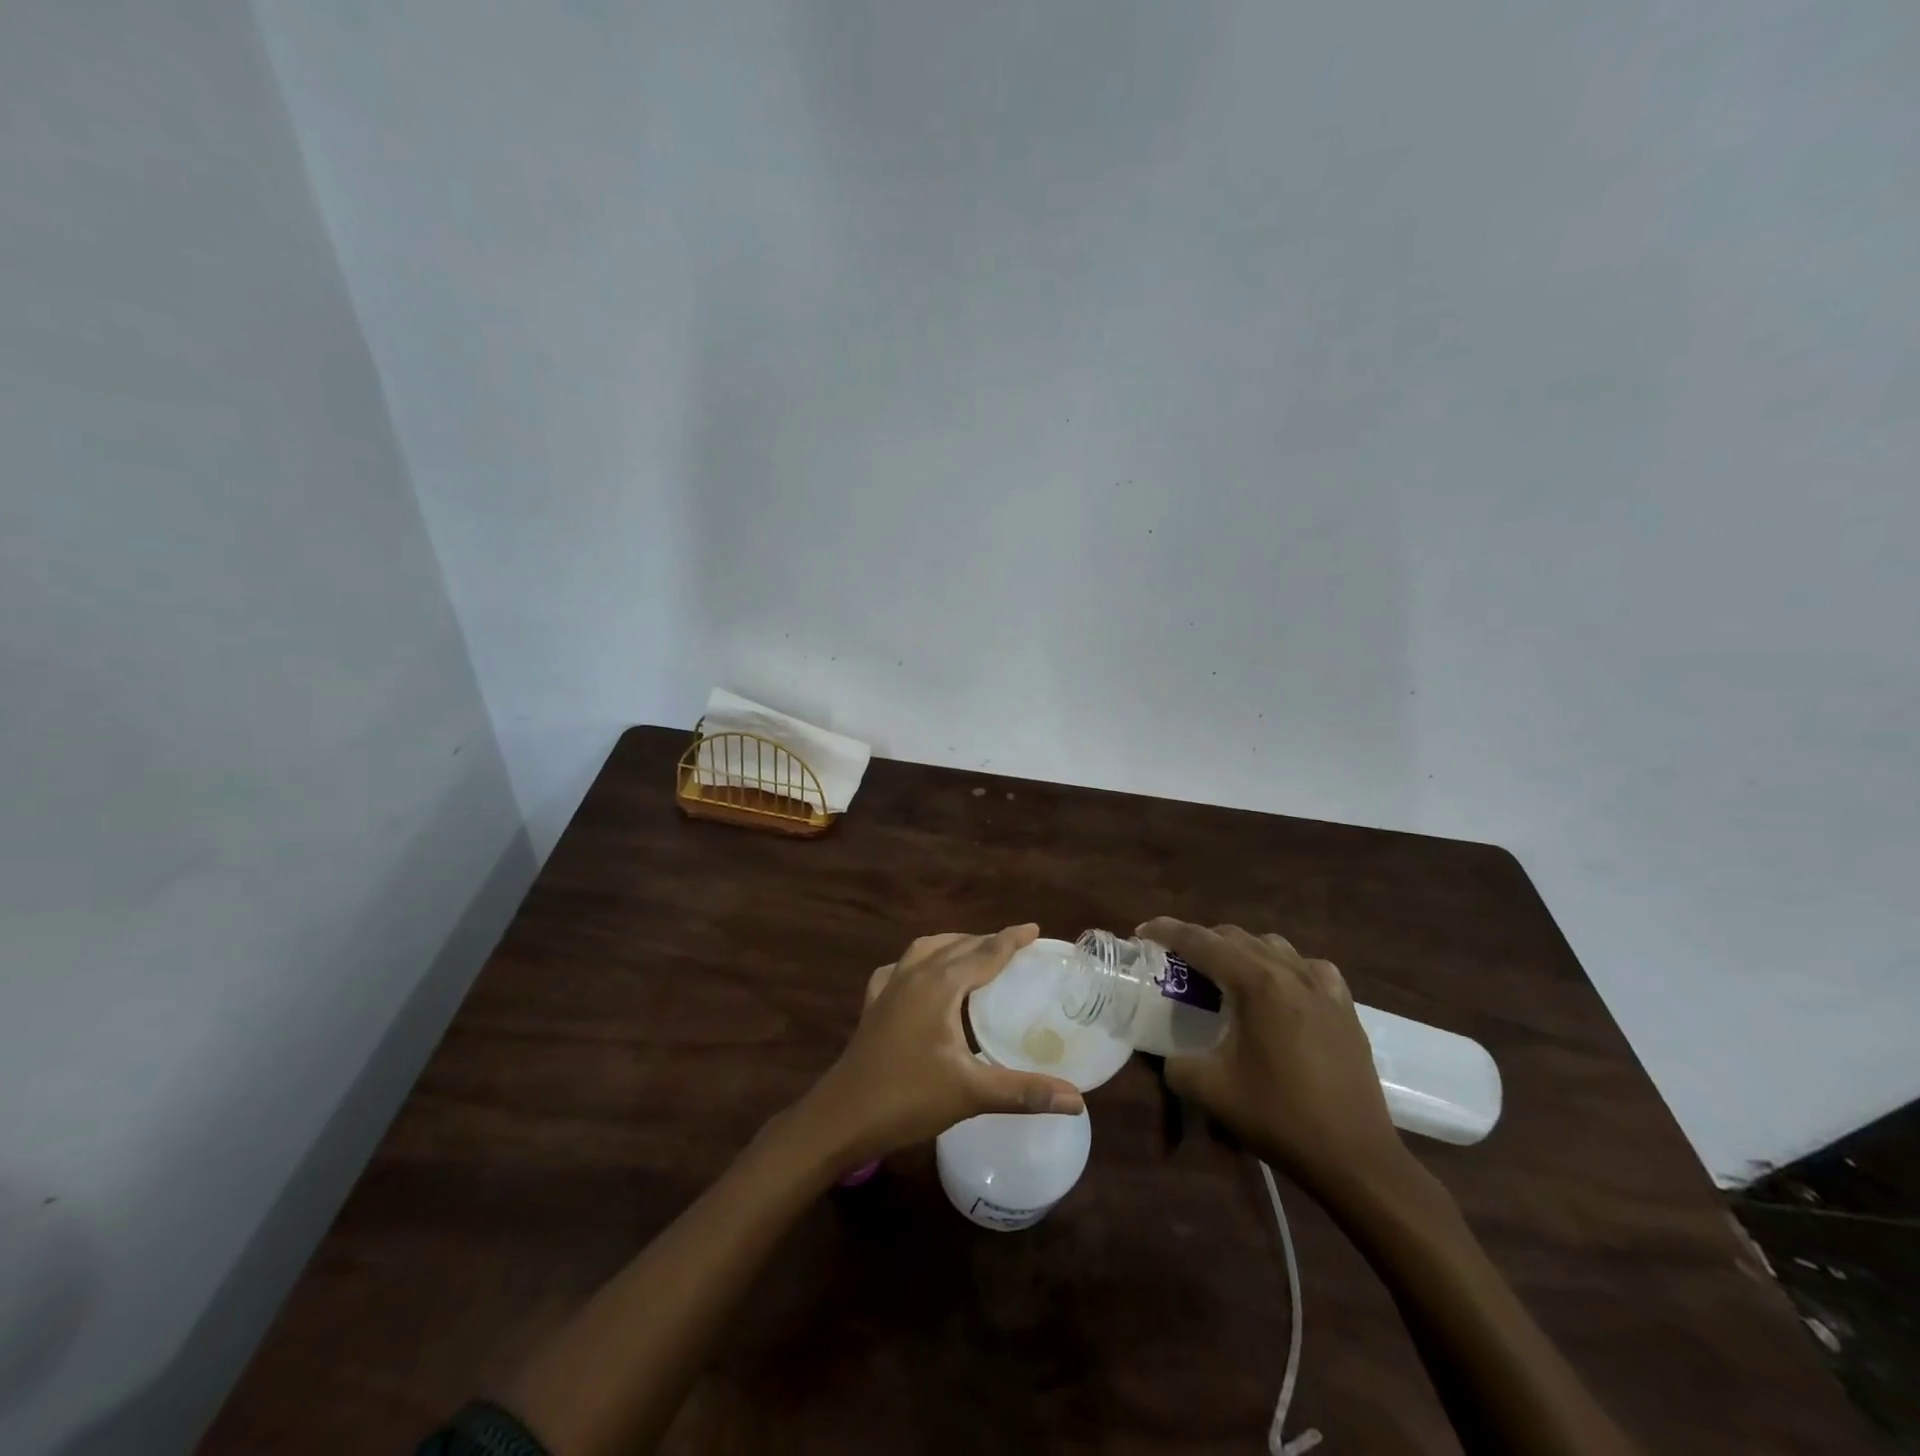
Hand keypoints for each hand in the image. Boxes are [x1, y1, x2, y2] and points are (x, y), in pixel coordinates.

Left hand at [799, 925, 1084, 1165]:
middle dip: (986, 941)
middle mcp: (914, 975)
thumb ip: (1025, 1092)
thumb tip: (1078, 1100)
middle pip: (957, 946)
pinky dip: (919, 964)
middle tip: (1014, 947)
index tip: (1034, 928)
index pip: (984, 952)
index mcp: (940, 985)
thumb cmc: (908, 1098)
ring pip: (926, 950)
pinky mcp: (873, 1005)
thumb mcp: (971, 1093)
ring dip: (953, 946)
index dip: (1011, 939)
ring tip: (974, 954)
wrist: (841, 1117)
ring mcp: (889, 988)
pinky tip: (921, 978)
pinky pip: (900, 969)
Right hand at [1139, 918, 1409, 1196]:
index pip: (1200, 941)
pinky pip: (1308, 967)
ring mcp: (1323, 986)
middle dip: (1200, 941)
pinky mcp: (1345, 1006)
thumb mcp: (1210, 1091)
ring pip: (1272, 945)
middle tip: (1177, 962)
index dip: (1166, 931)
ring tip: (1224, 975)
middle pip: (1234, 936)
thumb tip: (1170, 1055)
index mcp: (1255, 983)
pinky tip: (1280, 990)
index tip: (1142, 932)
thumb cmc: (1280, 1117)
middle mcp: (1289, 971)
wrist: (1357, 1158)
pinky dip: (1284, 967)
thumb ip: (1176, 1063)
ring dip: (1241, 950)